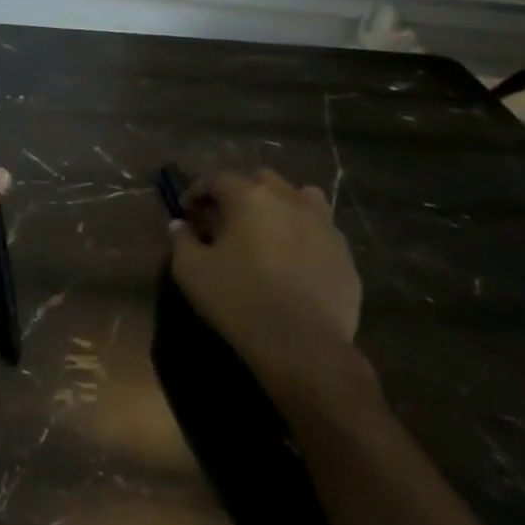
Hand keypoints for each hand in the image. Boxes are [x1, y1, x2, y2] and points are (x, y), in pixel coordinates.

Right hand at [169, 168, 364, 399]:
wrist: (303, 345)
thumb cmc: (239, 300)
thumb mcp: (191, 271)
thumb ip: (182, 240)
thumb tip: (180, 225)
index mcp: (250, 197)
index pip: (216, 179)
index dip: (197, 191)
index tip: (187, 210)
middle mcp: (289, 199)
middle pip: (261, 180)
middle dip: (239, 192)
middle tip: (225, 218)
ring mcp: (323, 224)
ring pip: (300, 197)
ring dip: (280, 205)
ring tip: (267, 230)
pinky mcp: (344, 253)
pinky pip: (320, 230)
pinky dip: (303, 234)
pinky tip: (293, 259)